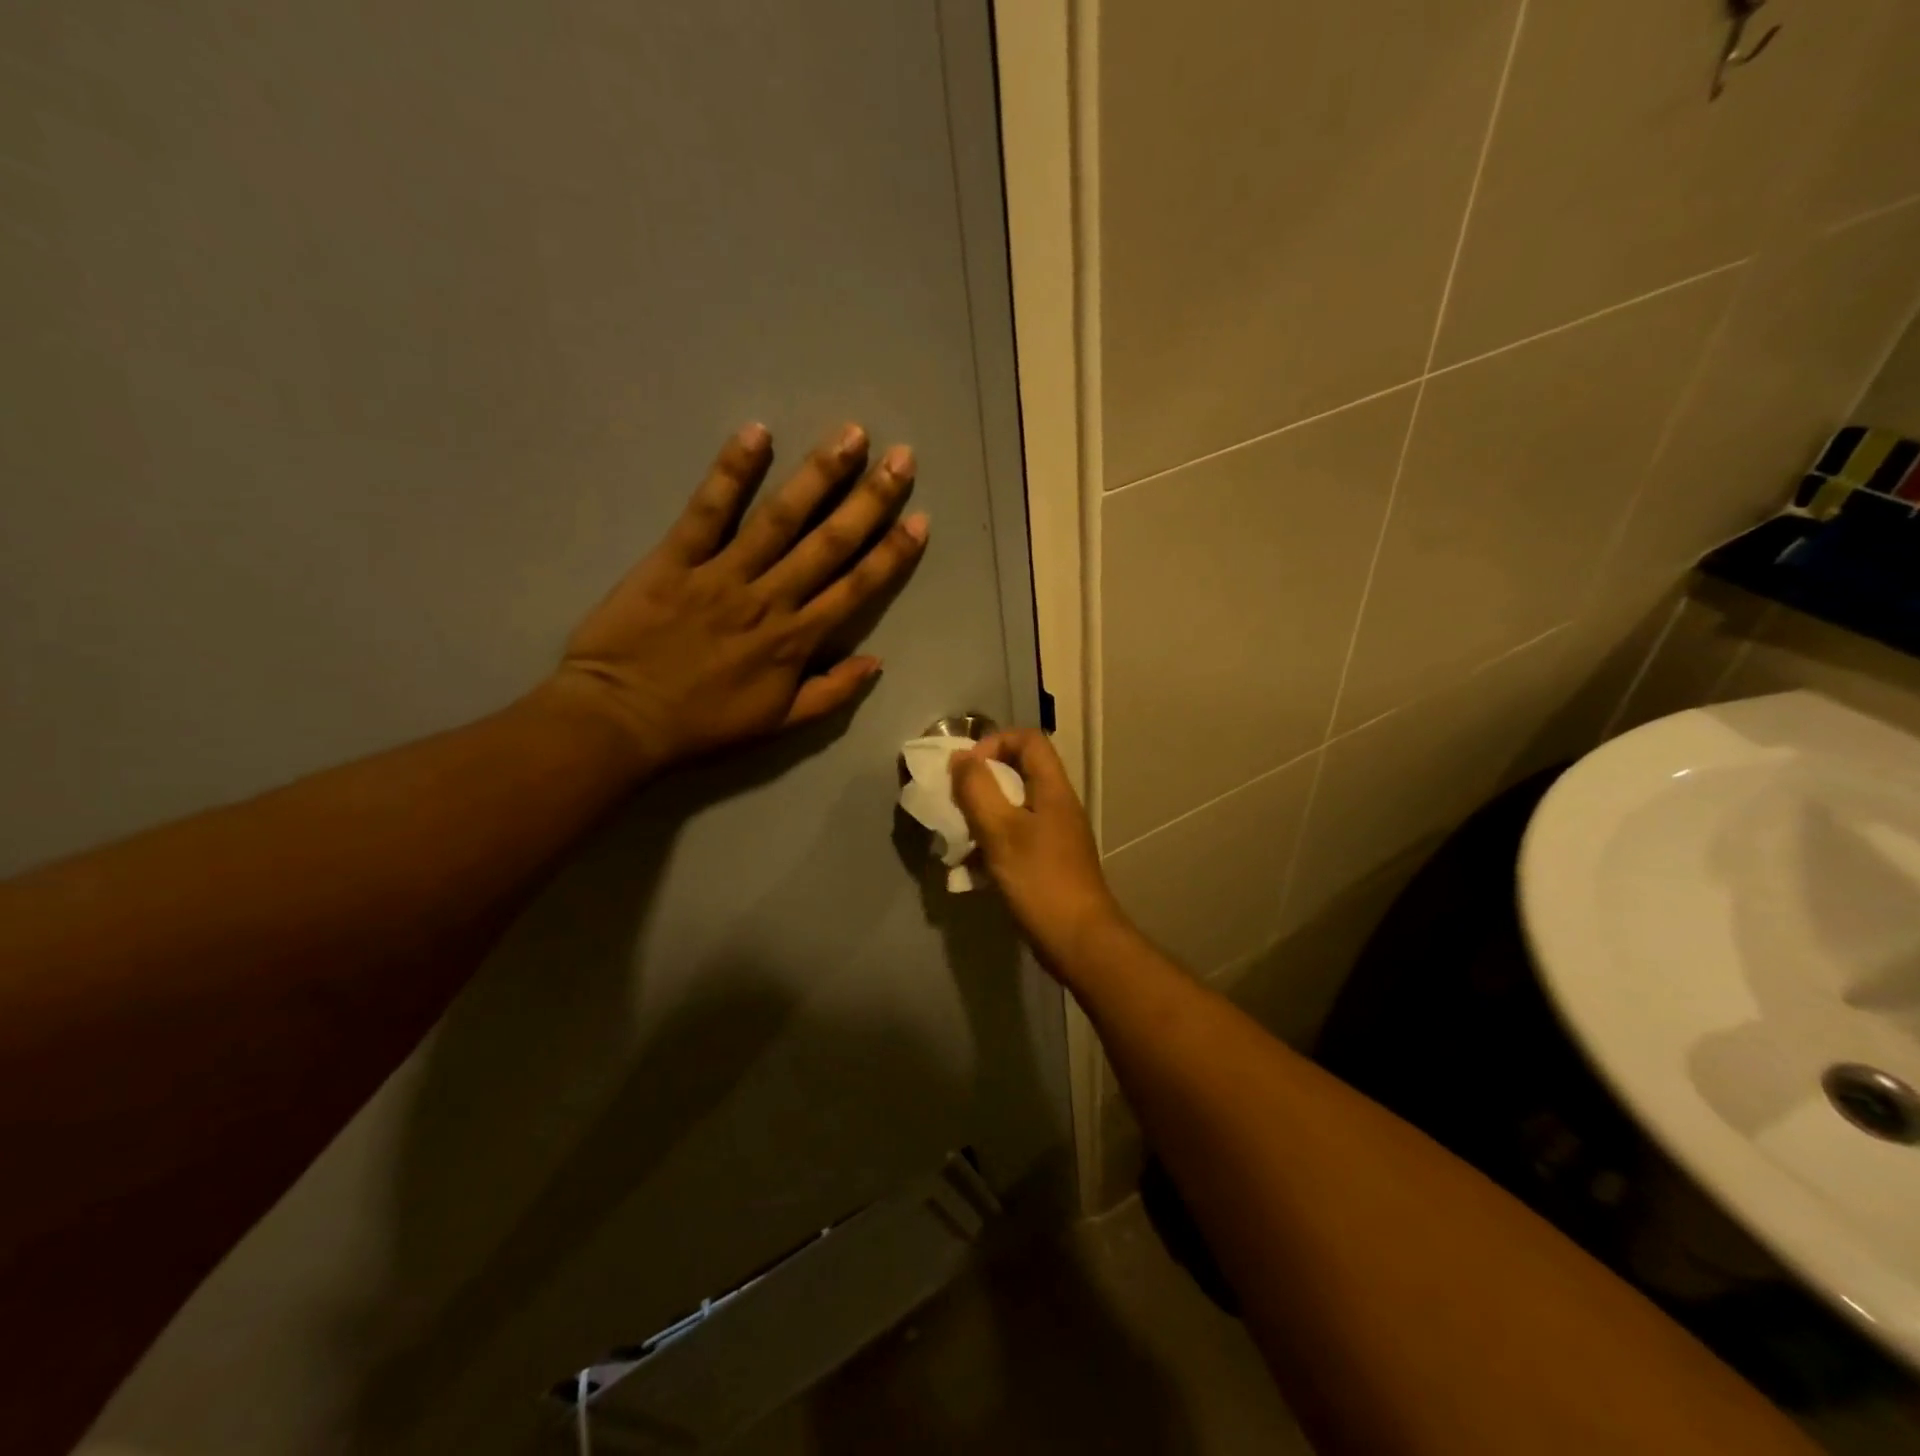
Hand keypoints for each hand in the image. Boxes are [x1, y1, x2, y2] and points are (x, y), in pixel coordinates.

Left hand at [552, 422, 926, 773]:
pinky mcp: (675, 558)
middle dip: (870, 499)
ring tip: (851, 435)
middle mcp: (770, 599)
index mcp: (796, 640)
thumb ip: (830, 694)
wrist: (621, 721)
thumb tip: (877, 662)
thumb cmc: (702, 725)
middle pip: (829, 543)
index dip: (891, 554)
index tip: (919, 519)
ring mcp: (722, 574)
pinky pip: (707, 510)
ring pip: (780, 518)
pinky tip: (757, 433)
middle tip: (902, 458)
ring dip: (819, 475)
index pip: (856, 589)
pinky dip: (731, 471)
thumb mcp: (777, 724)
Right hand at [950, 729, 1126, 975]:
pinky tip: (972, 870)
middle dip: (982, 782)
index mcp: (1052, 789)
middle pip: (1019, 772)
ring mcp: (1055, 835)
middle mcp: (1057, 805)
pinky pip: (1015, 838)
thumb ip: (977, 790)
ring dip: (983, 816)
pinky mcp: (1048, 861)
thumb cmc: (1040, 880)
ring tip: (959, 838)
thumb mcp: (1001, 831)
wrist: (1079, 940)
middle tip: (957, 803)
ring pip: (1013, 808)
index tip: (967, 770)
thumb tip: (960, 758)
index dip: (994, 743)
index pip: (1028, 739)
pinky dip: (992, 844)